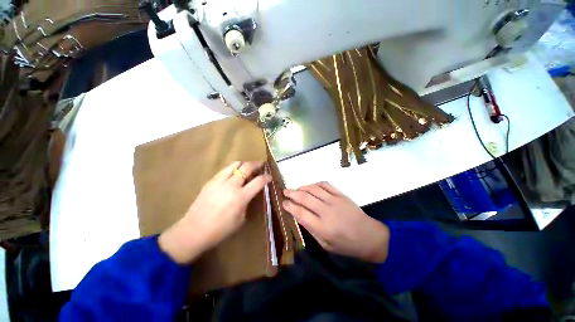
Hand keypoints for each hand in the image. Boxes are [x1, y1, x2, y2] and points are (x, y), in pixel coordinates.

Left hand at [159, 161, 270, 263]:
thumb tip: (250, 193)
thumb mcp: (241, 219)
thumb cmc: (220, 230)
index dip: (267, 177)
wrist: (194, 230)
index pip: (259, 181)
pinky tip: (234, 174)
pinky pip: (225, 169)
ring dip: (245, 164)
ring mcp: (219, 181)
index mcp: (241, 197)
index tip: (270, 176)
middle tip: (261, 165)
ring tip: (248, 167)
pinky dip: (233, 168)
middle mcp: (231, 185)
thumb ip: (247, 203)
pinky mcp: (211, 181)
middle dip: (257, 164)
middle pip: (247, 167)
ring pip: (235, 164)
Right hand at [283, 182, 389, 262]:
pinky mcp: (341, 195)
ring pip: (314, 189)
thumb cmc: (346, 245)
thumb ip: (310, 229)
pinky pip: (326, 185)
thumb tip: (298, 215)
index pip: (300, 213)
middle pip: (305, 198)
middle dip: (292, 193)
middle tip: (285, 191)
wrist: (369, 236)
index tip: (283, 203)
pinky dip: (316, 184)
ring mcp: (335, 201)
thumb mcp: (325, 245)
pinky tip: (311, 186)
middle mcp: (327, 212)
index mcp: (322, 228)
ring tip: (296, 189)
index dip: (289, 206)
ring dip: (302, 187)